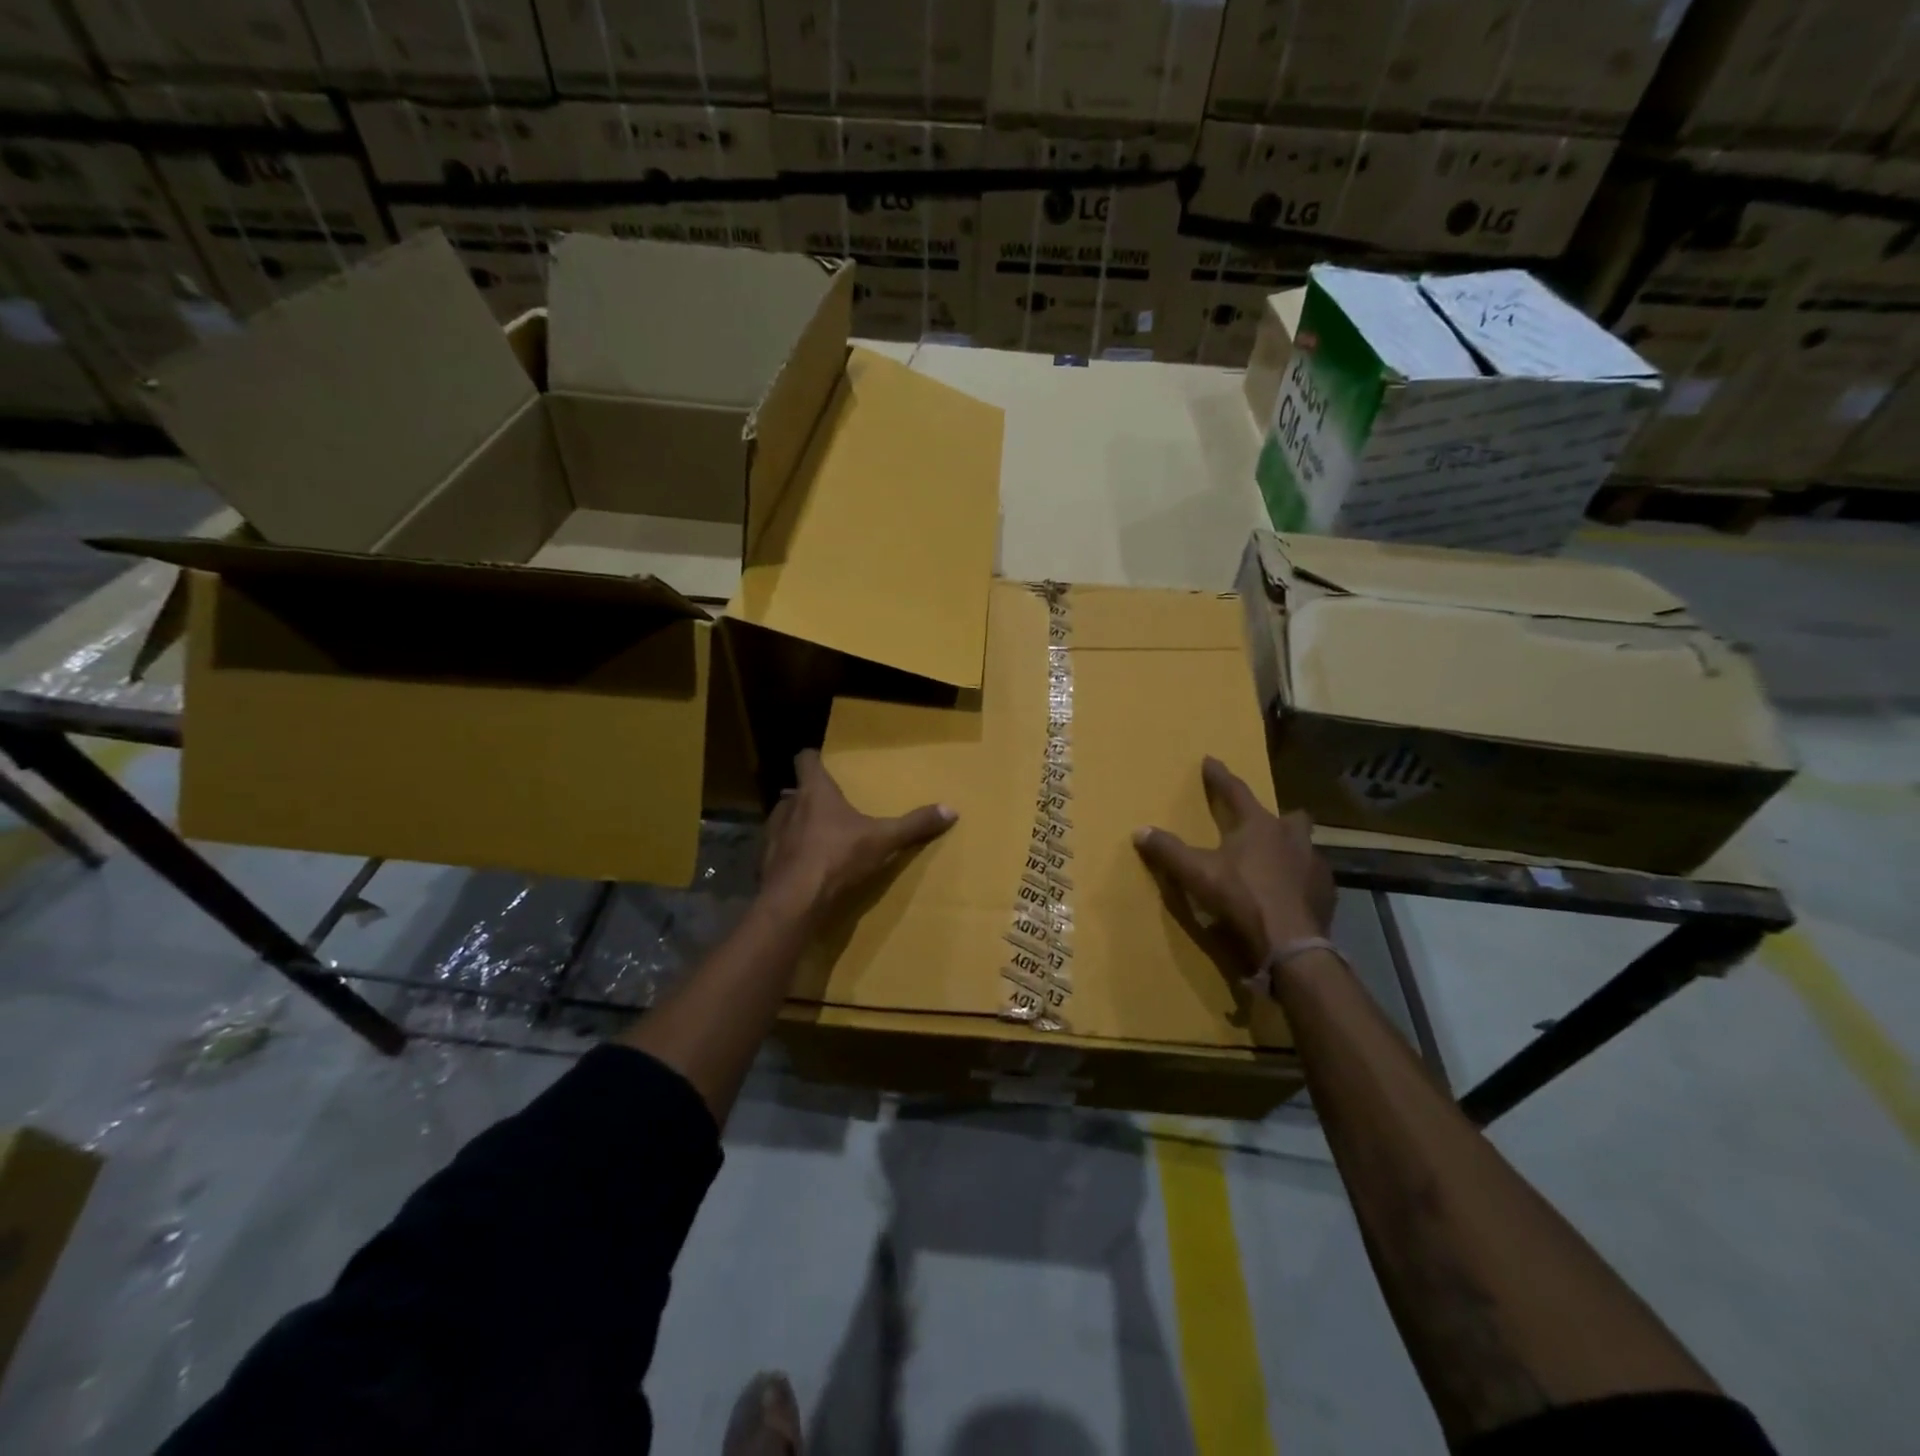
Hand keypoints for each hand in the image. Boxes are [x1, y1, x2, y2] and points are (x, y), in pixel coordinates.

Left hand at [761, 749, 956, 922]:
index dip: (813, 758)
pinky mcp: (764, 861)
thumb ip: (914, 825)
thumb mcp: (884, 840)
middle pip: (795, 791)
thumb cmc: (838, 857)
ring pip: (783, 819)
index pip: (805, 759)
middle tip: (829, 807)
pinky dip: (788, 853)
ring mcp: (772, 833)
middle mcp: (788, 805)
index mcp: (815, 792)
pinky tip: (803, 867)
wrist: (794, 900)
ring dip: (796, 825)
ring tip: (816, 837)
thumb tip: (951, 810)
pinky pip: (776, 849)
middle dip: (809, 797)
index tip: (823, 762)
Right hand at [1133, 756, 1334, 967]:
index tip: (1210, 760)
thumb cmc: (1242, 899)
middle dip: (1276, 818)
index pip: (1235, 792)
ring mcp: (1314, 865)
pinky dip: (1300, 881)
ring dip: (1291, 850)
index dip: (1219, 777)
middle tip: (1261, 825)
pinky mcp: (1326, 893)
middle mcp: (1291, 838)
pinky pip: (1313, 878)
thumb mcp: (1196, 874)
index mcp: (1258, 826)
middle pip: (1289, 817)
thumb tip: (1140, 830)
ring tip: (1275, 863)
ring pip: (1304, 847)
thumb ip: (1169, 851)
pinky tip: (1289, 893)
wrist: (1290, 944)